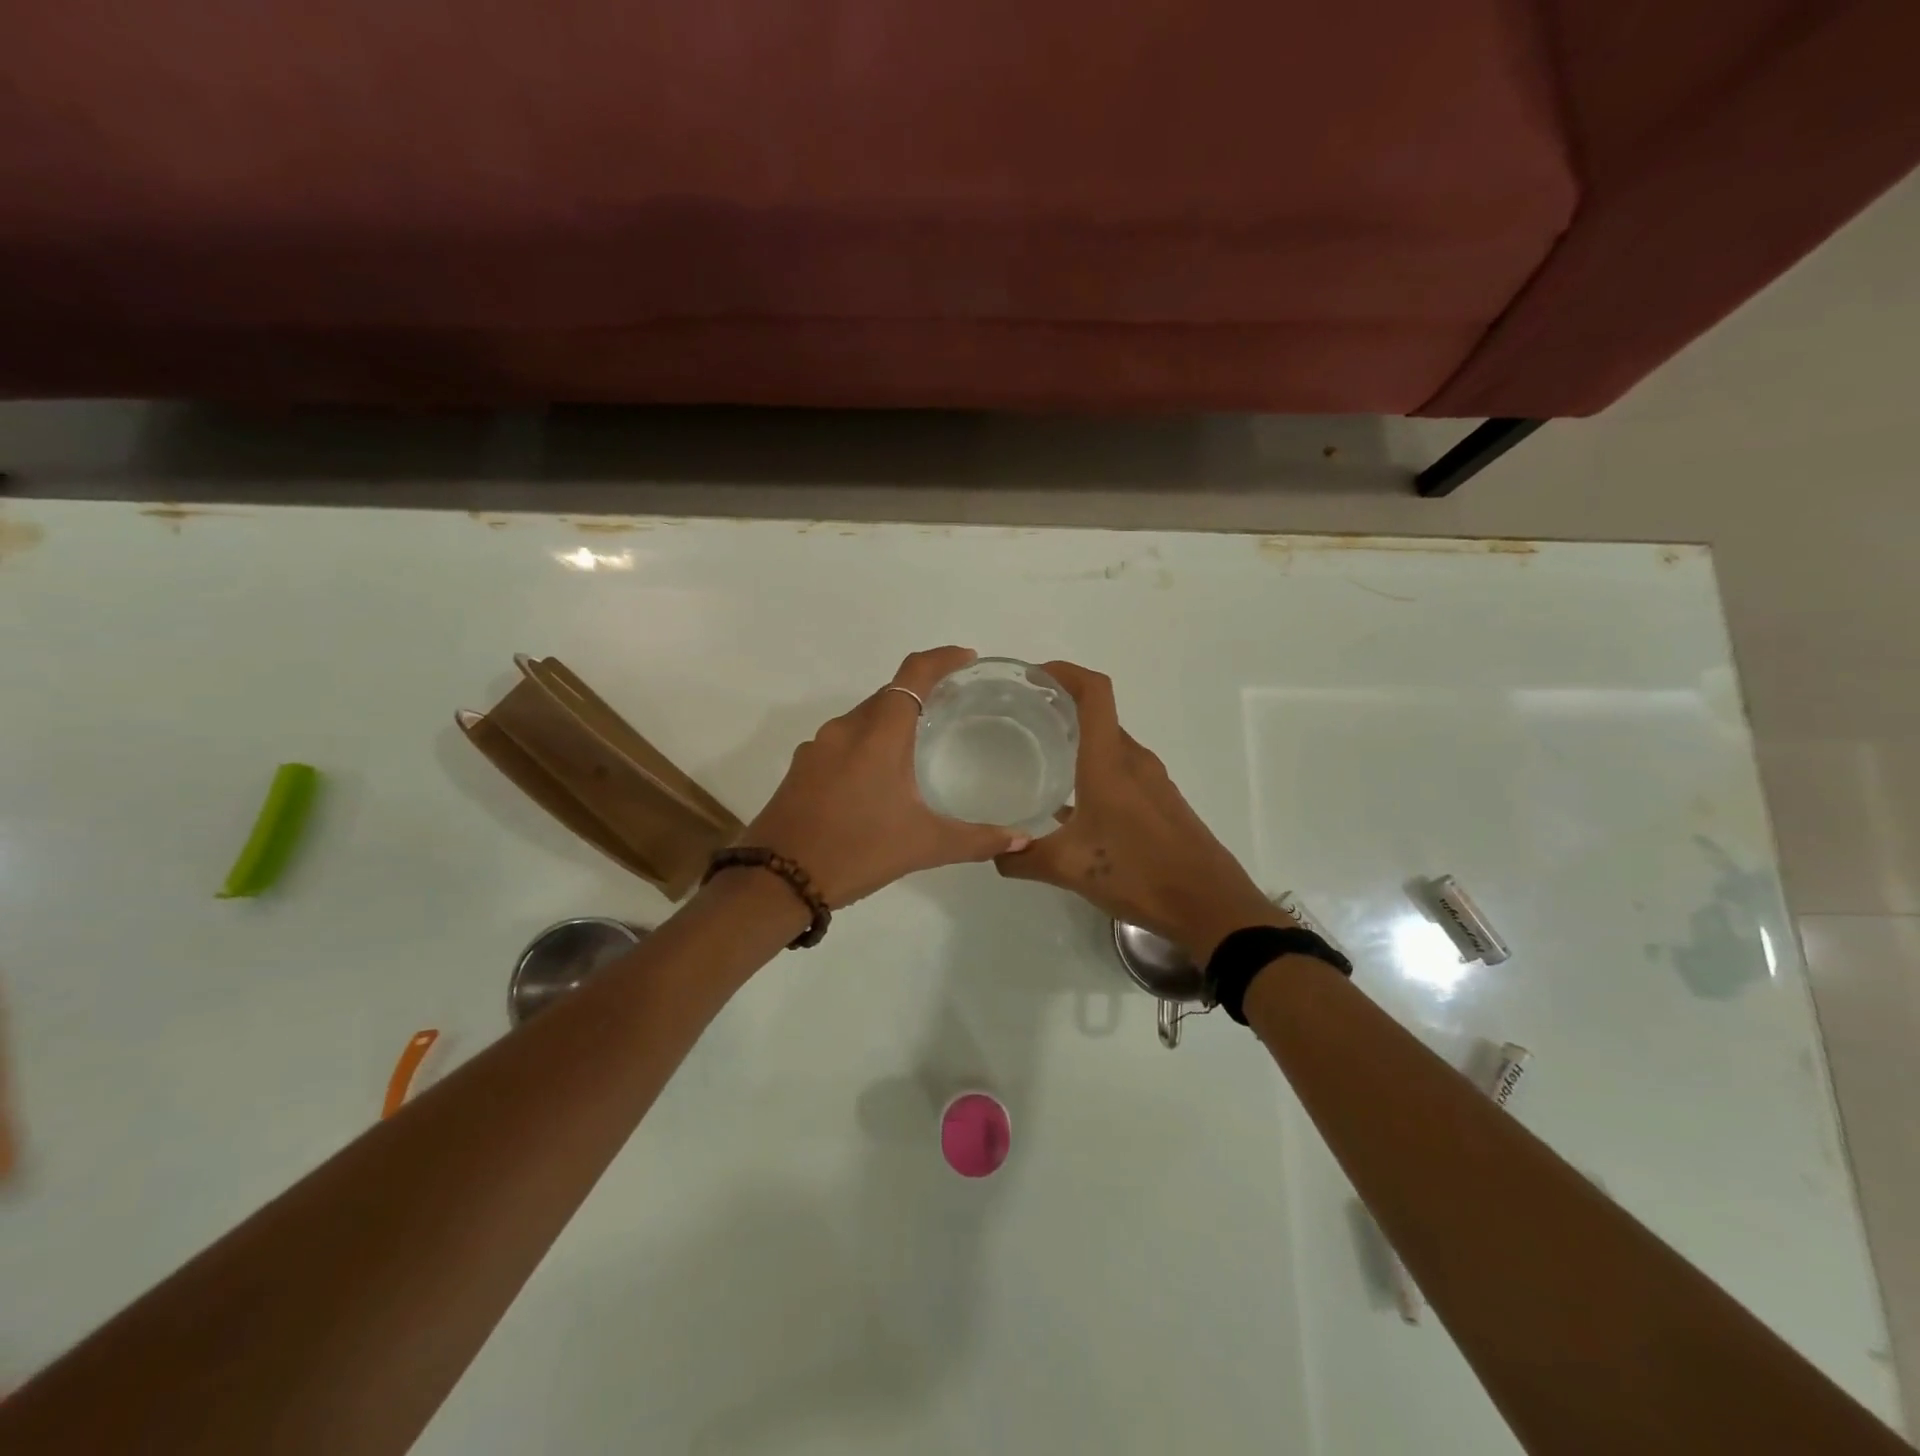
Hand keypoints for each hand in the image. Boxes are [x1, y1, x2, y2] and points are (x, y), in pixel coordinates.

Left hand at [740, 647, 1031, 906]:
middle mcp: (846, 729)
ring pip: (863, 718)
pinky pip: (843, 741)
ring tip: (920, 745)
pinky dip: (867, 744)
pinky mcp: (802, 767)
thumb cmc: (856, 851)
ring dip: (892, 721)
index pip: (914, 674)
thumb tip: (1022, 839)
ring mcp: (818, 747)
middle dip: (921, 694)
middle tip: (953, 709)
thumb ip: (976, 839)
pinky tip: (878, 777)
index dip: (942, 659)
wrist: (776, 880)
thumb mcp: (923, 846)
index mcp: (879, 734)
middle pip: (889, 694)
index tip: (966, 659)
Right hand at [995, 662, 1286, 960]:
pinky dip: (1094, 767)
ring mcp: (1152, 781)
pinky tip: (1071, 802)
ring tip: (1039, 754)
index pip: (1094, 692)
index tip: (1032, 676)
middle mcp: (1133, 761)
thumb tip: (993, 852)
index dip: (1065, 671)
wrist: (1210, 906)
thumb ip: (1023, 857)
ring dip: (1078, 739)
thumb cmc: (1139, 875)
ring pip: (1110, 743)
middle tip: (1020, 718)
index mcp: (1110, 762)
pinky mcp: (1161, 801)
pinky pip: (1122, 769)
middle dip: (1061, 706)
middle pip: (1098, 714)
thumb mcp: (1069, 869)